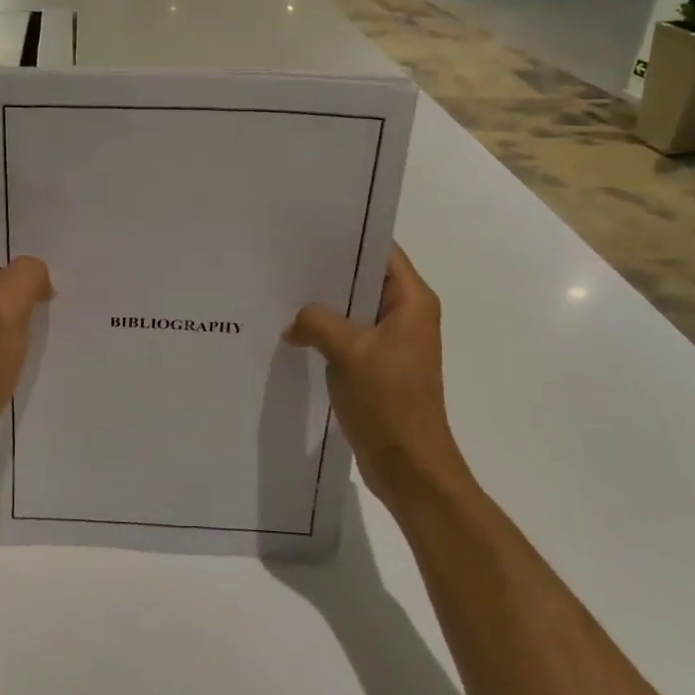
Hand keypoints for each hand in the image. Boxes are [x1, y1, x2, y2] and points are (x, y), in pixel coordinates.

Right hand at [284, 245, 474, 513]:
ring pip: (353, 309)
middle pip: (364, 278)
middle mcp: (406, 315)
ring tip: (282, 290)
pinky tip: (293, 330)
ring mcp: (392, 342)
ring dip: (324, 305)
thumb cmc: (388, 401)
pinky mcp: (378, 365)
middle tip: (285, 258)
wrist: (408, 465)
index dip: (349, 237)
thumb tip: (294, 321)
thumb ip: (316, 321)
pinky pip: (349, 336)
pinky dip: (326, 331)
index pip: (382, 251)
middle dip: (328, 271)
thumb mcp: (347, 351)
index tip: (309, 229)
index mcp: (412, 301)